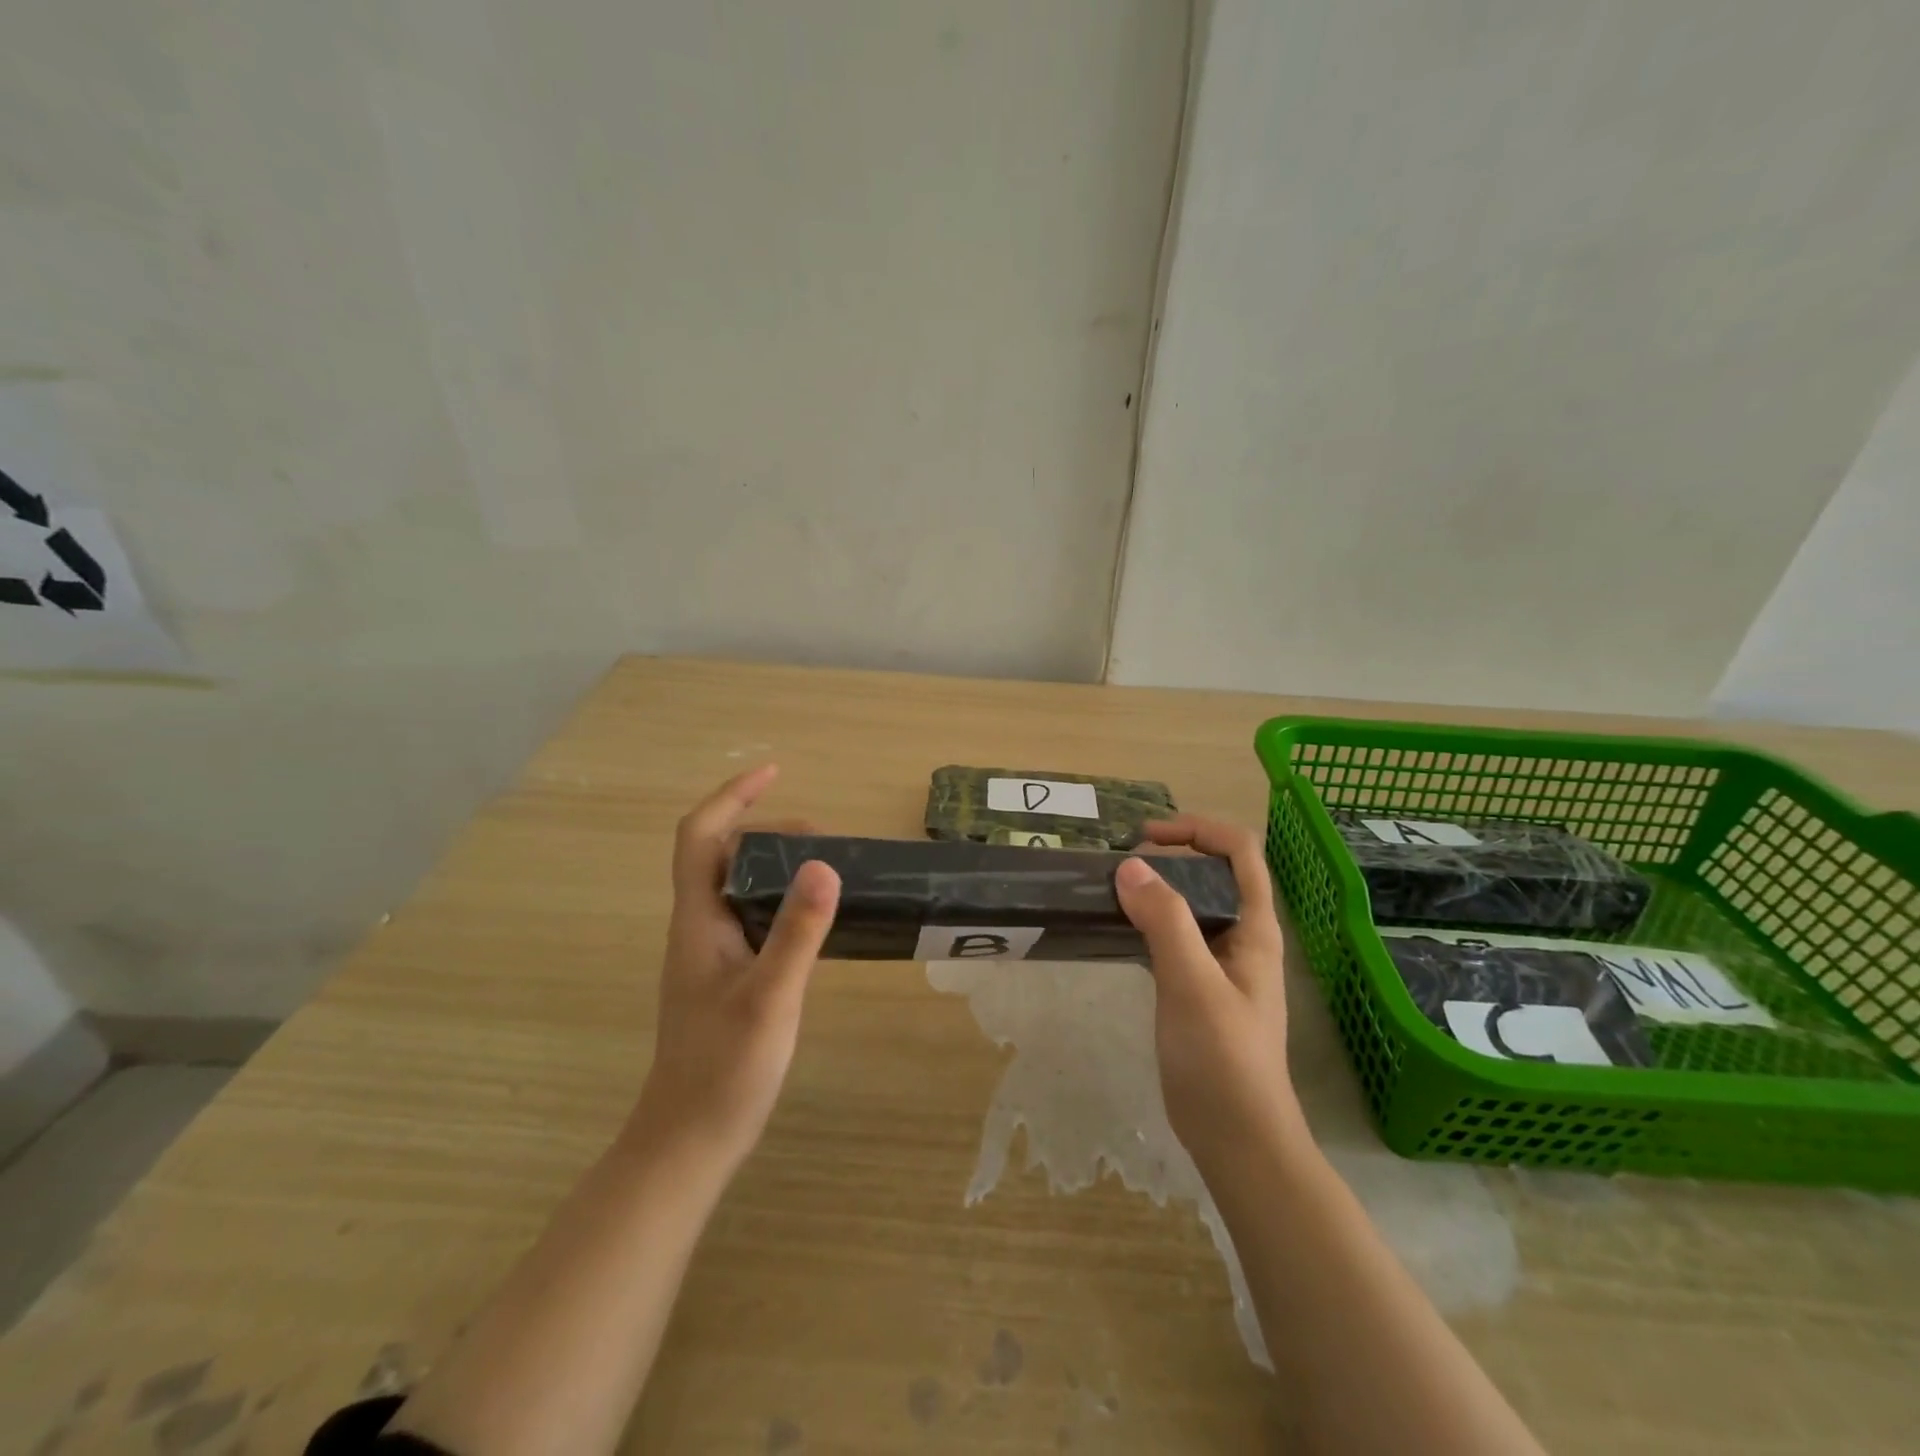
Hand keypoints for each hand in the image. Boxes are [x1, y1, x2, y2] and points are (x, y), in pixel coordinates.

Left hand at [627, 764, 840, 1173]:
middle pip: (722, 854)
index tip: (774, 771)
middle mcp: (699, 927)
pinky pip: (753, 917)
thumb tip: (824, 863)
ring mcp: (711, 954)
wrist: (688, 1142)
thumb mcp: (770, 997)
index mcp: (698, 920)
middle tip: (824, 838)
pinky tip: (815, 920)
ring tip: (826, 866)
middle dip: (768, 829)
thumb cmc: (723, 1069)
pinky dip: (782, 899)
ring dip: (776, 863)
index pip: (700, 836)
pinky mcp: (727, 977)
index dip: (732, 796)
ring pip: (738, 886)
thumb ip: (798, 931)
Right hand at [1114, 816, 1301, 1171]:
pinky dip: (1148, 922)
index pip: (1239, 851)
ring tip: (1113, 890)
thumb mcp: (1192, 985)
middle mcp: (1242, 937)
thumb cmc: (1223, 1060)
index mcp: (1255, 928)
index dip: (1198, 829)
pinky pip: (1174, 938)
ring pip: (1191, 906)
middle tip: (1122, 864)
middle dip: (1172, 854)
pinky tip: (1119, 931)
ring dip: (1157, 889)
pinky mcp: (1198, 989)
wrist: (1238, 1139)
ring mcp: (1220, 964)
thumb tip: (1130, 866)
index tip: (1147, 838)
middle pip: (1214, 872)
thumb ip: (1165, 922)